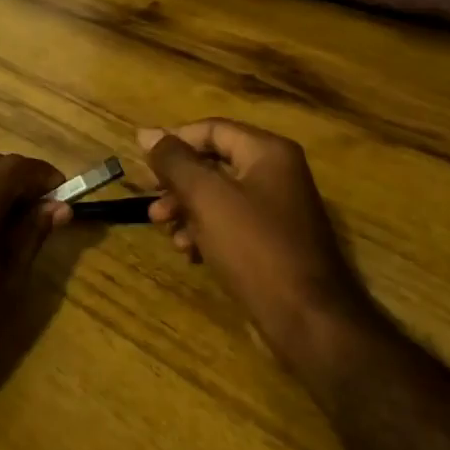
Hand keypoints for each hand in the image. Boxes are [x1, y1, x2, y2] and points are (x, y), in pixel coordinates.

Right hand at [138, 119, 374, 372]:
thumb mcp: (206, 197)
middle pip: (213, 162)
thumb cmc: (255, 247)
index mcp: (267, 152)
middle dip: (177, 180)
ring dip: (186, 208)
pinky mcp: (274, 242)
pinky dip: (206, 231)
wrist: (308, 320)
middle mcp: (276, 173)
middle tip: (149, 198)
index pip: (211, 129)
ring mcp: (278, 209)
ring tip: (163, 228)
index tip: (141, 160)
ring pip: (219, 196)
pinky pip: (231, 223)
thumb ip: (174, 161)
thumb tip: (146, 134)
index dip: (174, 140)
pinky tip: (189, 252)